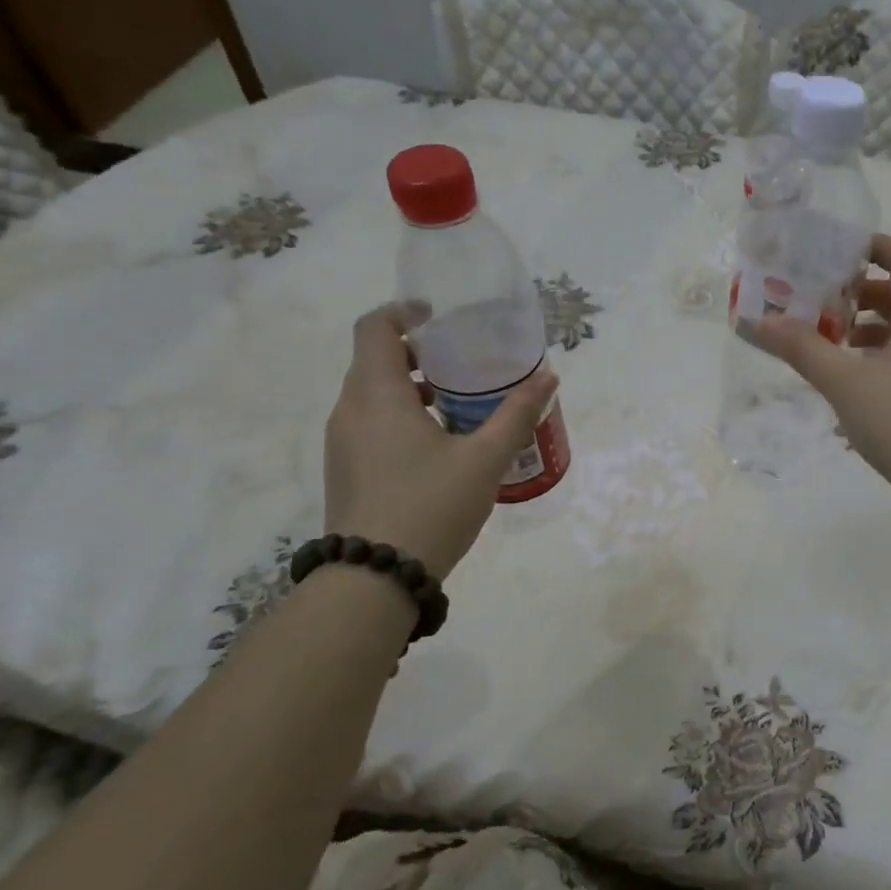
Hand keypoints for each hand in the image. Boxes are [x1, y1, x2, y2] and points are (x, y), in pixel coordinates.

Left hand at [323, 307, 556, 576]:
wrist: (375, 578)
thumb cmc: (431, 506)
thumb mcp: (485, 460)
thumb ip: (516, 415)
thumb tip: (548, 378)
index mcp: (377, 394)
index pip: (375, 327)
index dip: (404, 312)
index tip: (440, 317)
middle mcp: (349, 410)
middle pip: (375, 359)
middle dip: (418, 353)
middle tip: (463, 364)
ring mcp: (342, 442)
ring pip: (372, 395)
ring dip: (410, 388)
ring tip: (458, 406)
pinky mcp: (345, 469)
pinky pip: (370, 423)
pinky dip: (400, 416)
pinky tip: (438, 446)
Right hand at [752, 234, 890, 503]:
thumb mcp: (845, 382)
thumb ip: (802, 349)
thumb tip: (759, 323)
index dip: (872, 247)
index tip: (833, 250)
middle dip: (858, 293)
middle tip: (819, 301)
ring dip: (865, 330)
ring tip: (827, 342)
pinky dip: (875, 359)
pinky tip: (847, 383)